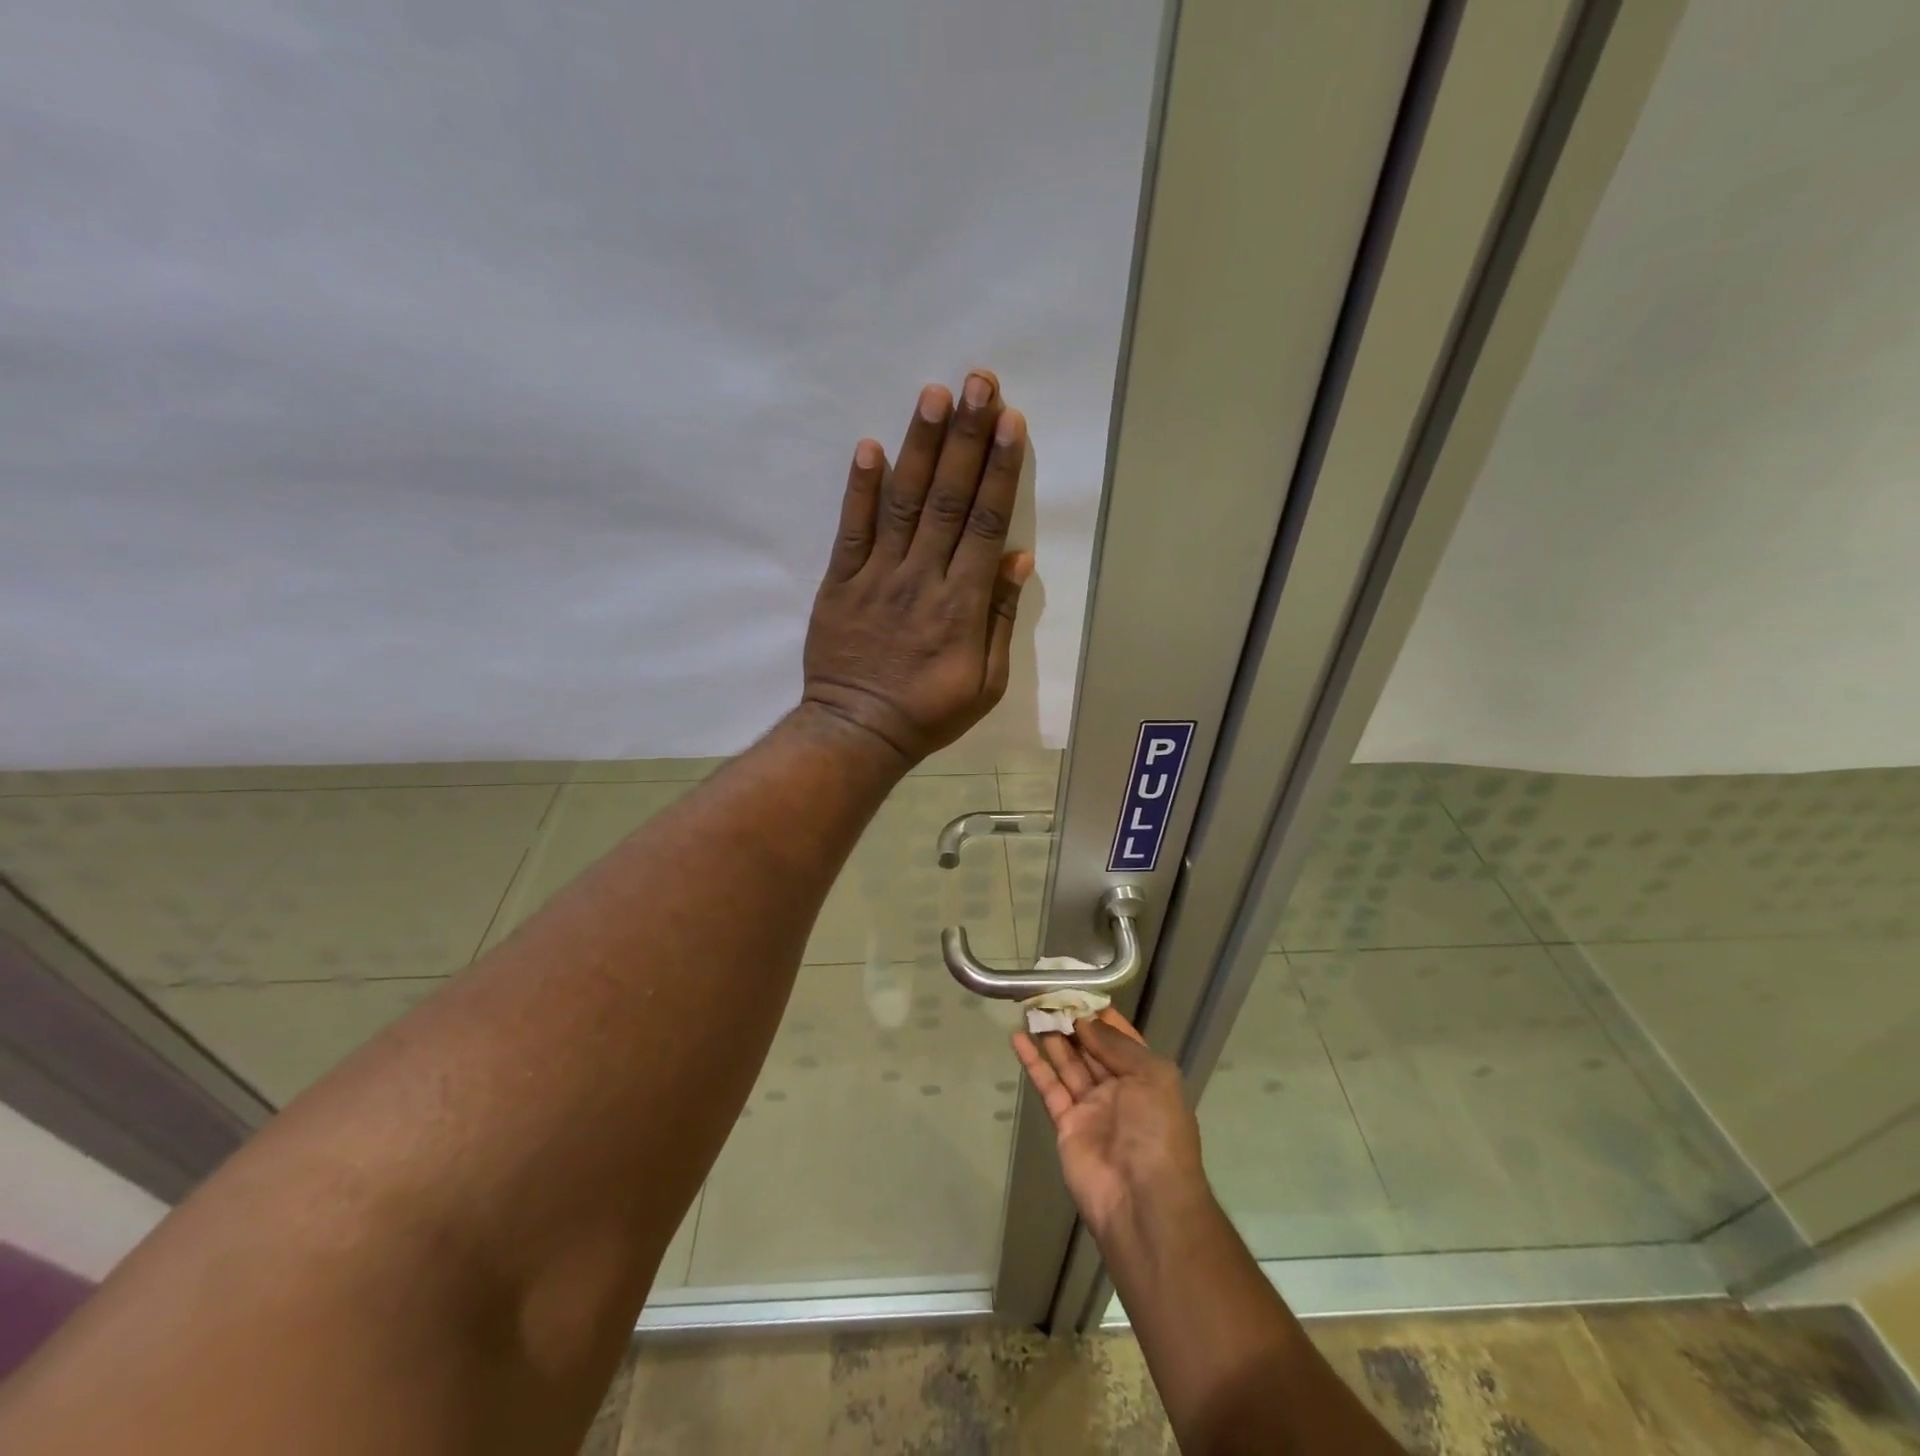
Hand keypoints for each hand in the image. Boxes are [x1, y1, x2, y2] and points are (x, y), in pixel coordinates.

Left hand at [803, 372, 1034, 765]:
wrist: (858, 731)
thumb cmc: (929, 711)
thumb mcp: (986, 682)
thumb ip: (1000, 619)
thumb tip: (1017, 557)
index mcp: (962, 604)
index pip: (984, 523)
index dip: (999, 470)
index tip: (1010, 421)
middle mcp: (922, 578)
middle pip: (948, 499)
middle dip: (966, 438)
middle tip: (978, 383)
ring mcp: (877, 577)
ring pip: (903, 503)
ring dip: (920, 447)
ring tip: (934, 395)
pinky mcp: (840, 583)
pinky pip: (851, 530)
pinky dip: (860, 489)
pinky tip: (870, 447)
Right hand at [1013, 1009, 1207, 1240]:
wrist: (1144, 1201)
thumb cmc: (1157, 1131)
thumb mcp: (1152, 1076)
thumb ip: (1116, 1045)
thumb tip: (1086, 1022)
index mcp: (1147, 1078)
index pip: (1122, 1039)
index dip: (1102, 1016)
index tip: (1078, 991)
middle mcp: (1119, 1090)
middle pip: (1092, 1049)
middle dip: (1073, 1023)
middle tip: (1048, 996)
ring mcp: (1091, 1108)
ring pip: (1068, 1064)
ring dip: (1052, 1037)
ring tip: (1032, 1008)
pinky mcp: (1066, 1124)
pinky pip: (1048, 1087)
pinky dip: (1034, 1063)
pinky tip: (1018, 1039)